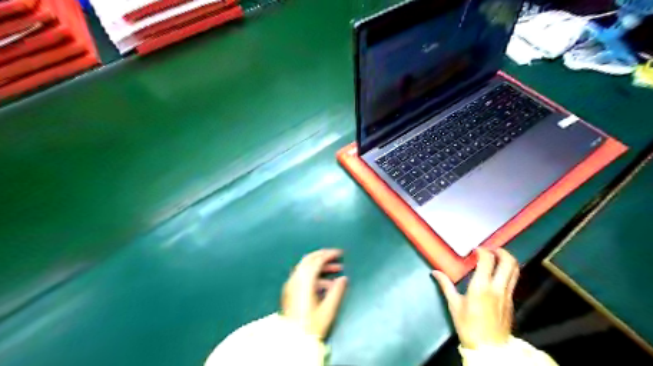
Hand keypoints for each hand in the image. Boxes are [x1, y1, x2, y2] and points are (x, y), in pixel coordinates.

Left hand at [284, 249, 348, 340]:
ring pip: (305, 267)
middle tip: (336, 257)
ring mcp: (291, 284)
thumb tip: (343, 278)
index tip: (340, 253)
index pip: (317, 260)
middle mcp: (296, 279)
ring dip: (320, 266)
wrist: (292, 340)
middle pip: (309, 259)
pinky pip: (302, 275)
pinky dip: (314, 274)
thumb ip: (337, 291)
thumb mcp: (328, 309)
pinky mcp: (290, 291)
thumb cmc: (311, 325)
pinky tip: (325, 284)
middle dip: (323, 256)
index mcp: (305, 281)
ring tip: (336, 271)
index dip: (329, 254)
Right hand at [433, 249, 520, 348]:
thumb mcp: (454, 305)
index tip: (475, 250)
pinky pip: (513, 281)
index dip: (482, 251)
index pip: (487, 260)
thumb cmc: (468, 326)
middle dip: (502, 251)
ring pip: (515, 271)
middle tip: (491, 249)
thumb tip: (435, 272)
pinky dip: (508, 272)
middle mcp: (498, 287)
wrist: (489, 349)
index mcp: (481, 286)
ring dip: (508, 260)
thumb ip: (446, 285)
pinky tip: (498, 275)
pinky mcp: (512, 302)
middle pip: (508, 262)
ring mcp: (508, 295)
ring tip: (497, 258)